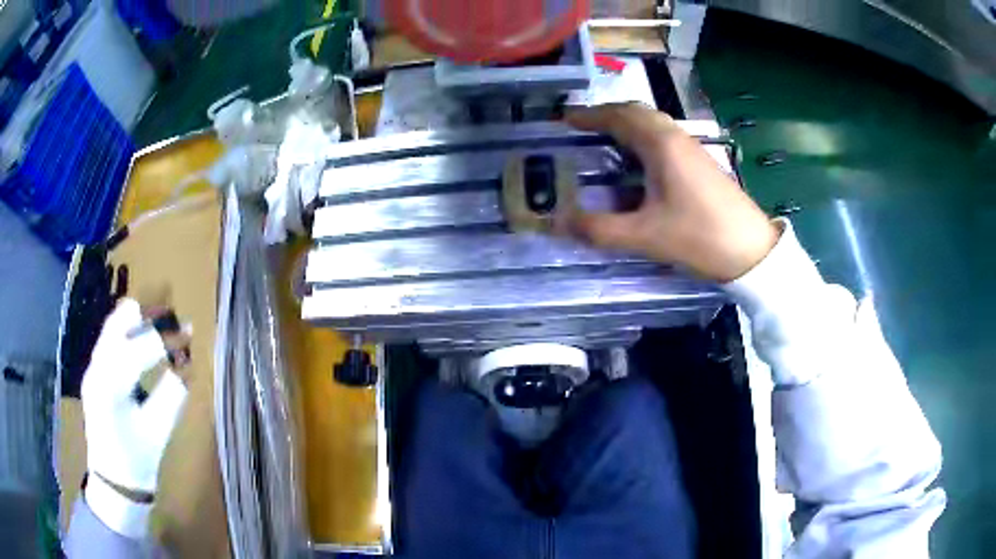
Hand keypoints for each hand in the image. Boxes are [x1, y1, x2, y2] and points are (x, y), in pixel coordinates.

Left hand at [81, 299, 188, 499]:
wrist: (113, 481)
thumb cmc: (137, 462)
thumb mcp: (158, 434)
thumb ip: (171, 398)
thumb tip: (186, 368)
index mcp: (110, 388)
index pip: (138, 349)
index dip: (165, 340)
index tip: (189, 336)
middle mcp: (96, 368)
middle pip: (119, 322)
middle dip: (148, 316)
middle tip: (174, 321)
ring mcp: (92, 367)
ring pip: (113, 325)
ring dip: (138, 320)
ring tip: (162, 324)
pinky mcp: (95, 371)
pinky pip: (111, 337)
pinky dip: (129, 331)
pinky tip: (144, 339)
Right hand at [565, 103, 779, 282]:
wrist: (752, 250)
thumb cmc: (699, 236)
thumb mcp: (645, 236)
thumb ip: (599, 229)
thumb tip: (558, 223)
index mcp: (660, 144)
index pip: (618, 116)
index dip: (588, 115)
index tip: (564, 119)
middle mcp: (675, 137)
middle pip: (636, 112)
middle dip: (606, 114)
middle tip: (582, 127)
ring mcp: (692, 148)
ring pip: (653, 123)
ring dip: (627, 124)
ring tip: (605, 140)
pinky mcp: (701, 162)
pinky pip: (665, 137)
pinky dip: (644, 138)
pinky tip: (639, 162)